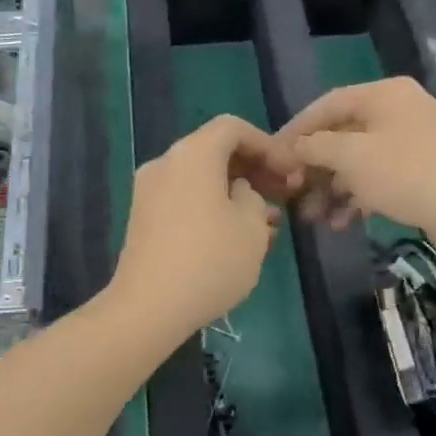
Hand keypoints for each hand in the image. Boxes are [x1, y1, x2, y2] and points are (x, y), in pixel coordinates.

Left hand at [108, 115, 298, 336]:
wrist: (148, 308)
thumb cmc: (210, 261)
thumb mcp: (253, 227)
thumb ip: (254, 197)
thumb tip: (239, 192)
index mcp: (193, 154)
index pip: (234, 128)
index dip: (268, 145)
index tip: (291, 172)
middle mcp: (166, 163)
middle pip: (215, 151)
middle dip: (253, 170)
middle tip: (284, 195)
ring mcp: (149, 192)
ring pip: (202, 179)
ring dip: (236, 193)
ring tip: (269, 224)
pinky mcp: (143, 219)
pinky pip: (185, 199)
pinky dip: (213, 207)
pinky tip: (237, 238)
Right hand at [279, 77, 435, 265]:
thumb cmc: (409, 174)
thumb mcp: (353, 157)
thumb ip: (316, 147)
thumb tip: (293, 147)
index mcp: (384, 95)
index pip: (327, 105)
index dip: (297, 130)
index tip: (273, 156)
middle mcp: (399, 111)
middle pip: (343, 135)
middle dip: (314, 168)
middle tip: (292, 193)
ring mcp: (414, 142)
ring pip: (360, 161)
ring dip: (332, 188)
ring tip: (313, 217)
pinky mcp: (423, 172)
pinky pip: (379, 178)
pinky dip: (358, 197)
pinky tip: (341, 223)